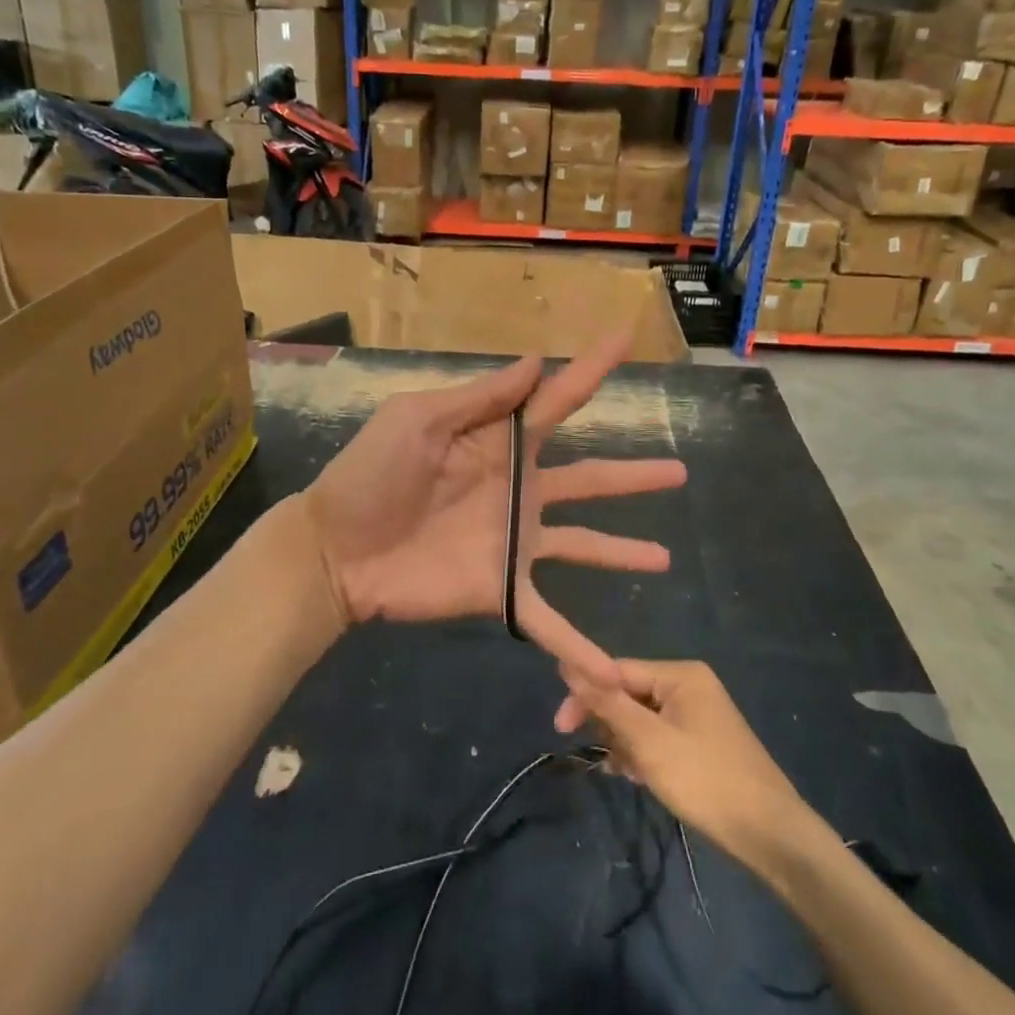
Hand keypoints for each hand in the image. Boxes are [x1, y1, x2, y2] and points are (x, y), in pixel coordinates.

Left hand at [303, 329, 685, 682]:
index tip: (625, 340)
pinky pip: (550, 621)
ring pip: (584, 544)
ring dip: (623, 551)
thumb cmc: (372, 474)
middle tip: (679, 471)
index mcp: (499, 442)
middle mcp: (518, 489)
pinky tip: (615, 674)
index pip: (557, 400)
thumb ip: (481, 397)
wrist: (335, 549)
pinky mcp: (502, 588)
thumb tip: (536, 360)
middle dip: (633, 475)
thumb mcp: (420, 419)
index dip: (592, 370)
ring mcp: (514, 542)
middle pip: (590, 477)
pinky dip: (581, 648)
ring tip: (664, 557)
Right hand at [556, 659, 809, 873]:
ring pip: (642, 718)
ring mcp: (698, 714)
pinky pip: (659, 736)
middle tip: (605, 759)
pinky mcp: (702, 741)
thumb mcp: (648, 742)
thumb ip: (607, 703)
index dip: (586, 695)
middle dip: (611, 725)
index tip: (560, 727)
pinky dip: (644, 754)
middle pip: (629, 693)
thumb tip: (567, 664)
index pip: (617, 670)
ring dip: (626, 743)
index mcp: (680, 674)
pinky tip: (638, 777)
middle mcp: (689, 685)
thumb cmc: (706, 780)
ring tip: (627, 773)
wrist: (772, 835)